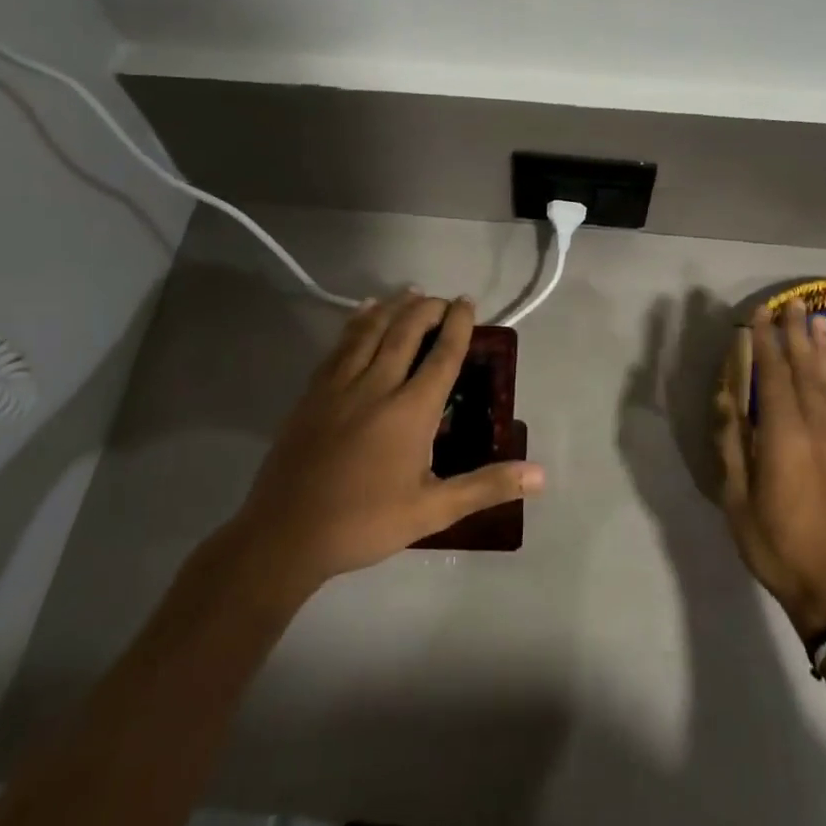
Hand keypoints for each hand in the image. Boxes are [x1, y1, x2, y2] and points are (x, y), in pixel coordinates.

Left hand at [224, 293, 544, 599]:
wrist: (285, 534)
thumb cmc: (365, 523)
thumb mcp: (433, 510)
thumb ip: (486, 486)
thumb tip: (540, 475)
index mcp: (410, 411)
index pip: (442, 355)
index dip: (458, 325)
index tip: (467, 302)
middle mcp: (377, 385)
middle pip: (406, 331)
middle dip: (428, 308)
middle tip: (443, 300)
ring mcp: (340, 385)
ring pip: (371, 330)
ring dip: (394, 306)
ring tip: (410, 292)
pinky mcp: (313, 392)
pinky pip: (340, 344)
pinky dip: (357, 322)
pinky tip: (363, 312)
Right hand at [715, 299, 825, 641]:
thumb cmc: (777, 545)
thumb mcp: (738, 501)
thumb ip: (733, 446)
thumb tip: (727, 401)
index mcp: (784, 436)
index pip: (773, 376)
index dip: (765, 342)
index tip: (759, 314)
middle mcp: (815, 428)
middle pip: (805, 370)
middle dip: (796, 334)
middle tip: (792, 302)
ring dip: (820, 349)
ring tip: (818, 319)